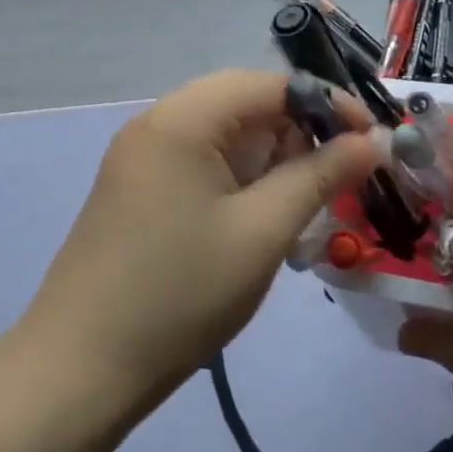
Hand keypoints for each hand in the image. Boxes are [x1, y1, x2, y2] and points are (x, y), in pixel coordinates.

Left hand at [22, 69, 379, 420]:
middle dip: (298, 132)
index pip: (269, 85)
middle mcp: (156, 122)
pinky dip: (238, 178)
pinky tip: (260, 216)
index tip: (372, 140)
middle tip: (340, 175)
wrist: (80, 366)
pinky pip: (199, 162)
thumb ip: (319, 177)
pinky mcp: (136, 187)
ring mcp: (140, 155)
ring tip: (306, 202)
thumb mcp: (262, 232)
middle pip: (243, 104)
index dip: (326, 104)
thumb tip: (369, 141)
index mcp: (182, 118)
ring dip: (270, 158)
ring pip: (223, 135)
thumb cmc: (181, 294)